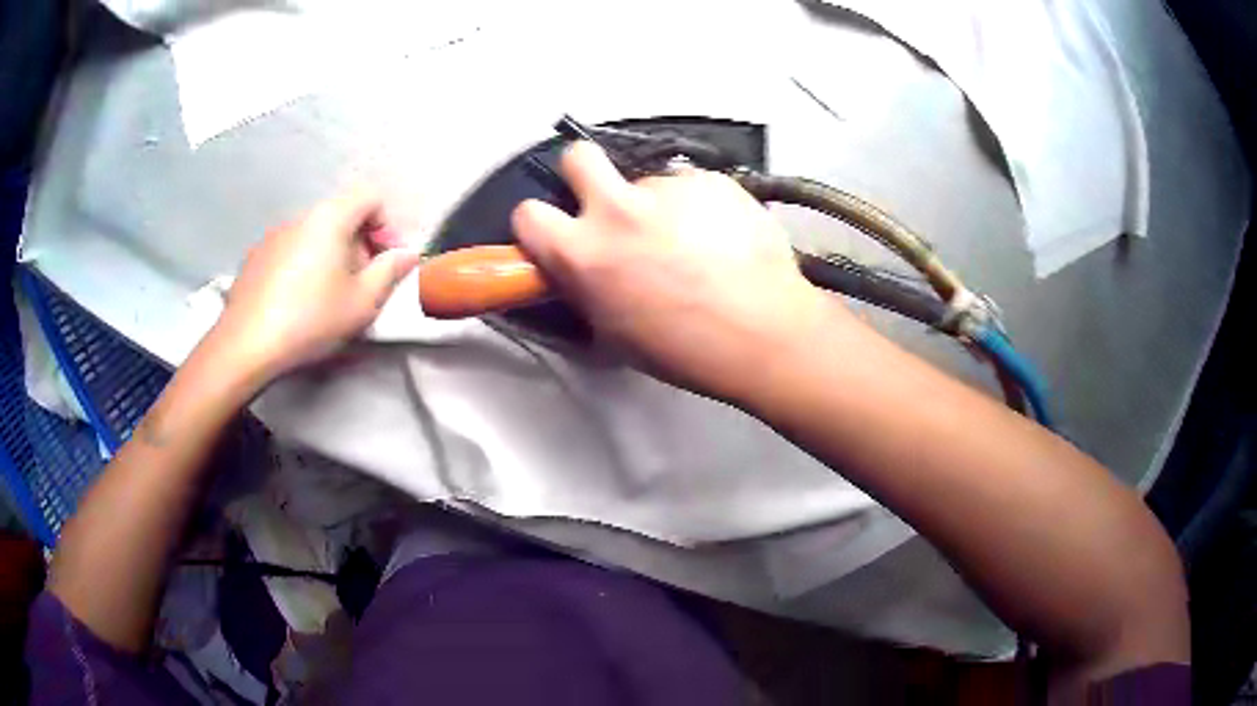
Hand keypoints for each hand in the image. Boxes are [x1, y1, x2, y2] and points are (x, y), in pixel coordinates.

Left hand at [212, 190, 420, 383]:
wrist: (246, 346)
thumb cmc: (311, 320)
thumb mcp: (362, 302)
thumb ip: (390, 272)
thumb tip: (407, 254)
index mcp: (329, 218)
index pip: (370, 198)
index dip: (387, 226)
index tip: (388, 262)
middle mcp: (300, 217)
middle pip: (341, 216)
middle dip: (360, 245)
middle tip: (363, 285)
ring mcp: (272, 236)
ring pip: (314, 235)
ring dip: (330, 256)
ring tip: (328, 297)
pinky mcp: (254, 258)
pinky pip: (290, 251)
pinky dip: (303, 266)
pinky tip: (296, 302)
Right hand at [511, 142, 846, 402]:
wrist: (764, 335)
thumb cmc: (685, 350)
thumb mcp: (613, 332)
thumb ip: (586, 287)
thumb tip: (580, 270)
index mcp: (583, 253)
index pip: (527, 213)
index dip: (540, 223)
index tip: (557, 231)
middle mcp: (617, 209)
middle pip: (578, 156)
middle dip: (585, 174)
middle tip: (611, 203)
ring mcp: (668, 188)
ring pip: (649, 179)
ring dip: (659, 202)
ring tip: (695, 240)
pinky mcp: (712, 180)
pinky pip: (693, 186)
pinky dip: (701, 205)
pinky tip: (725, 236)